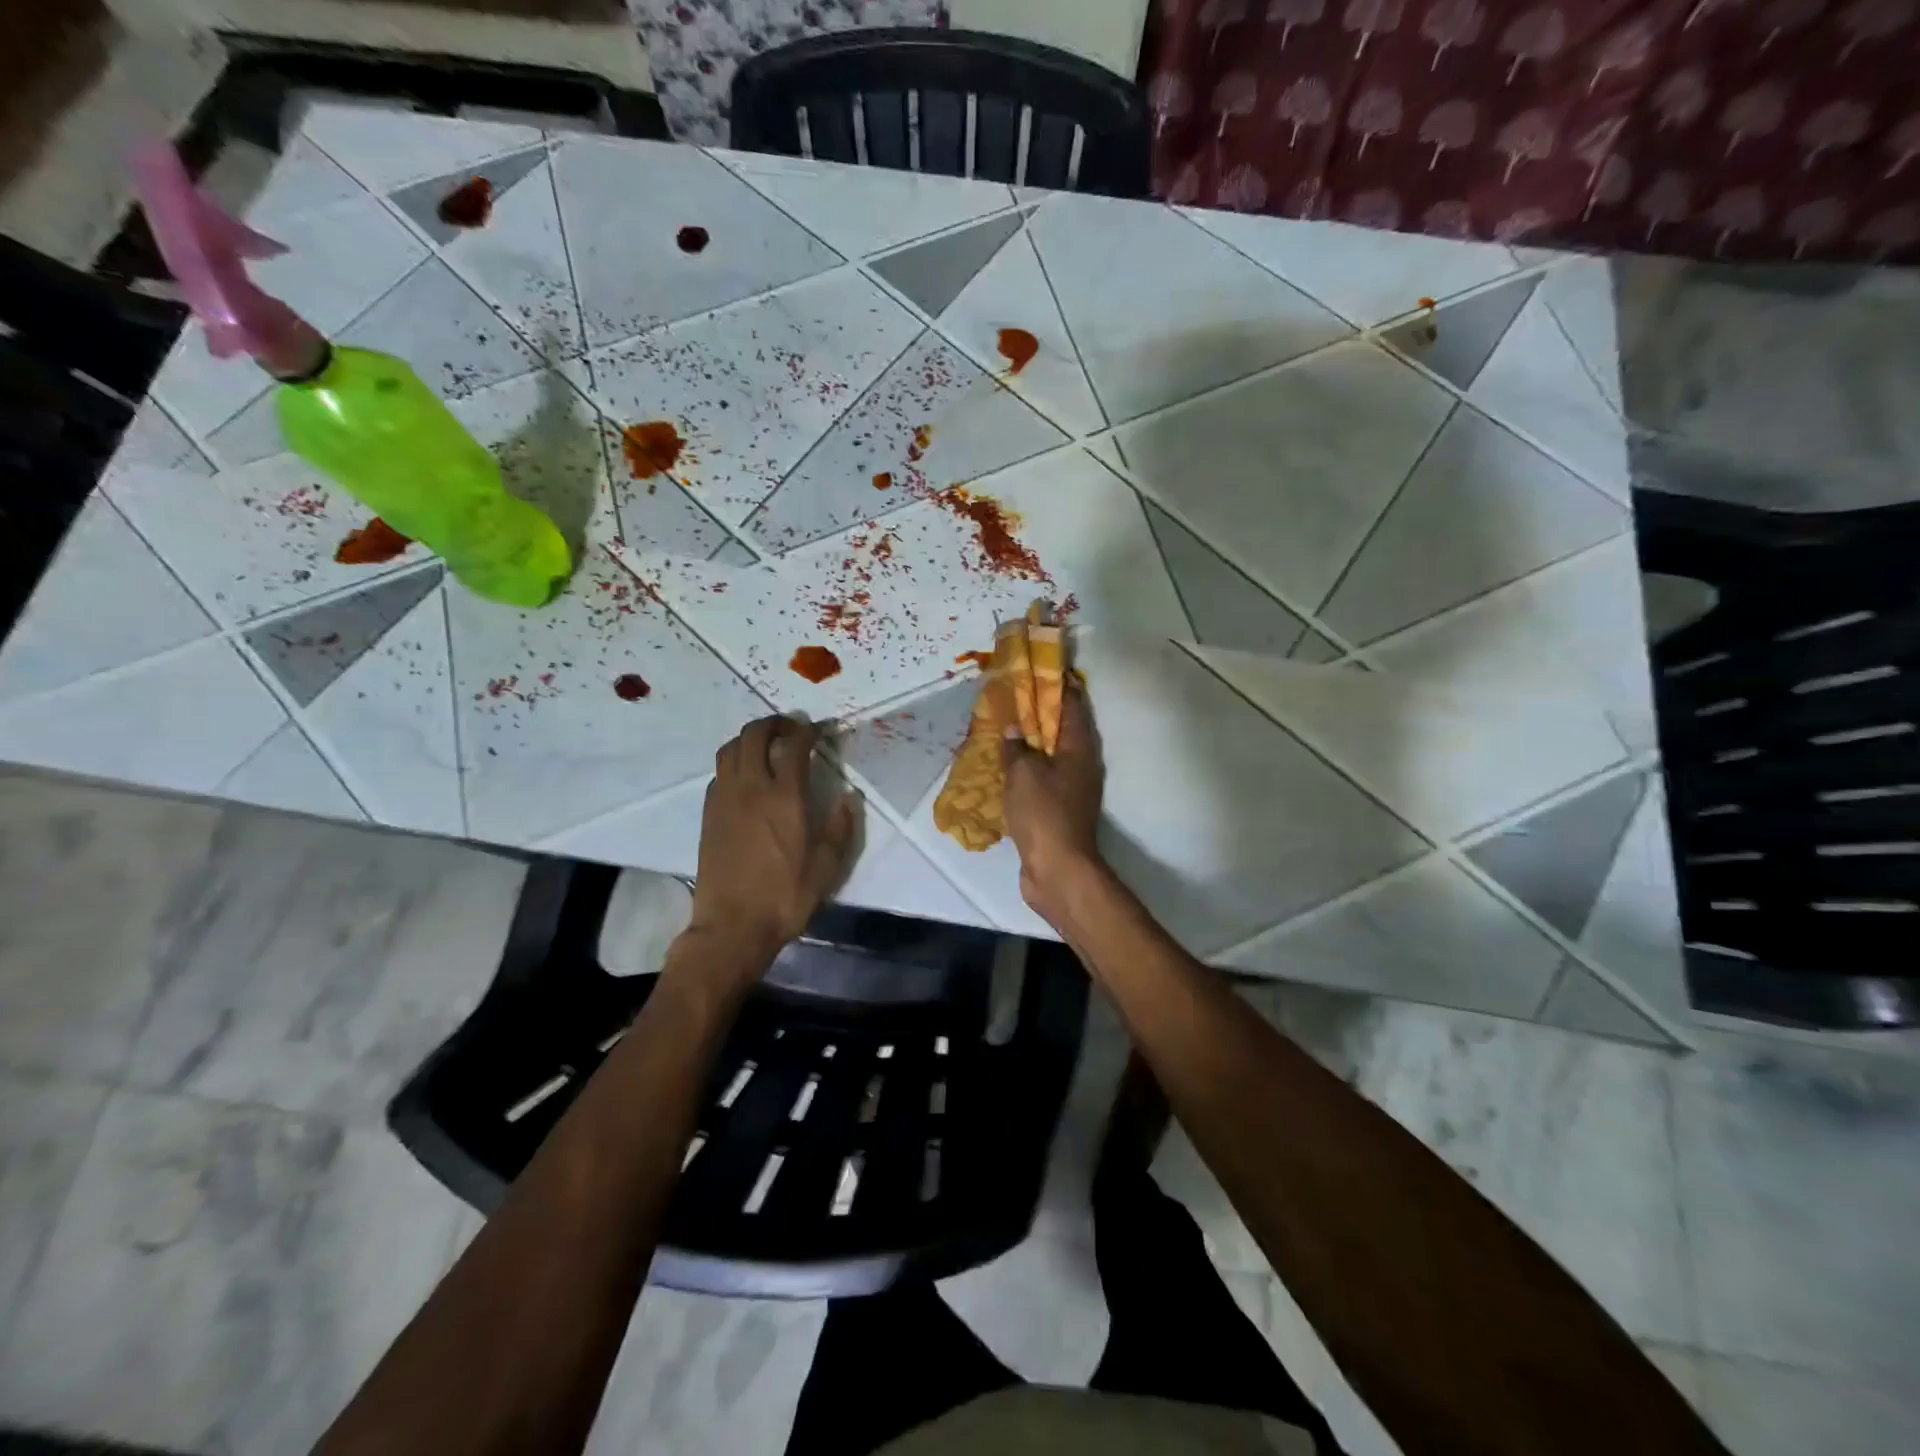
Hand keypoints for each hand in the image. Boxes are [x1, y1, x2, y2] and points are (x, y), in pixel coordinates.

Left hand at [686, 716, 858, 971]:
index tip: (819, 728)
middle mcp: (751, 789)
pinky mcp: (708, 813)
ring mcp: (725, 799)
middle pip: (754, 735)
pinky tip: (746, 777)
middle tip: (791, 729)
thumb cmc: (785, 898)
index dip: (807, 730)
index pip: (794, 746)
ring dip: (749, 738)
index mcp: (784, 798)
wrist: (732, 926)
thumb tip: (849, 798)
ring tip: (766, 745)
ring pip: (730, 749)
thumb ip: (839, 828)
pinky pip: (719, 772)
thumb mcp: (826, 868)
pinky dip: (734, 762)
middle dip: (774, 724)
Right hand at [1001, 685, 1104, 919]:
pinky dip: (1030, 767)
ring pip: (1054, 755)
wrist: (1058, 869)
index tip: (1043, 668)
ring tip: (1010, 726)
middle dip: (1044, 712)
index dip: (1059, 684)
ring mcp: (1074, 789)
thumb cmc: (1044, 813)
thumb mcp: (1023, 773)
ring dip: (1036, 741)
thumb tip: (1013, 728)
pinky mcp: (1061, 810)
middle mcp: (1082, 765)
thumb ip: (1016, 747)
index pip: (1072, 705)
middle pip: (1065, 729)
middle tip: (1018, 695)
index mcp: (1079, 749)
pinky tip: (1011, 766)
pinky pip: (1045, 778)